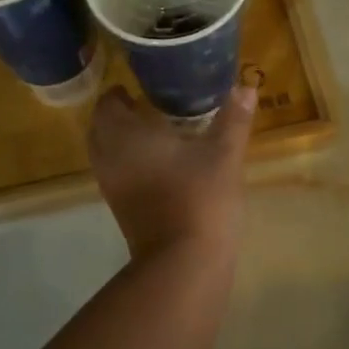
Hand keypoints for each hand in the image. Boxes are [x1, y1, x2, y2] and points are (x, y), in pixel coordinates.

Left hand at [88, 83, 255, 258]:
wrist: (183, 262)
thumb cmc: (201, 198)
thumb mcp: (224, 154)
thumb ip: (234, 119)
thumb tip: (246, 86)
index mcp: (126, 135)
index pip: (108, 103)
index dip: (120, 92)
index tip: (142, 87)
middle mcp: (109, 157)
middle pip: (101, 127)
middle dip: (119, 115)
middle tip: (147, 106)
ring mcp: (111, 185)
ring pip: (107, 153)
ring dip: (123, 140)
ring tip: (155, 133)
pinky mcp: (119, 208)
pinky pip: (116, 173)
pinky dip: (129, 162)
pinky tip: (160, 164)